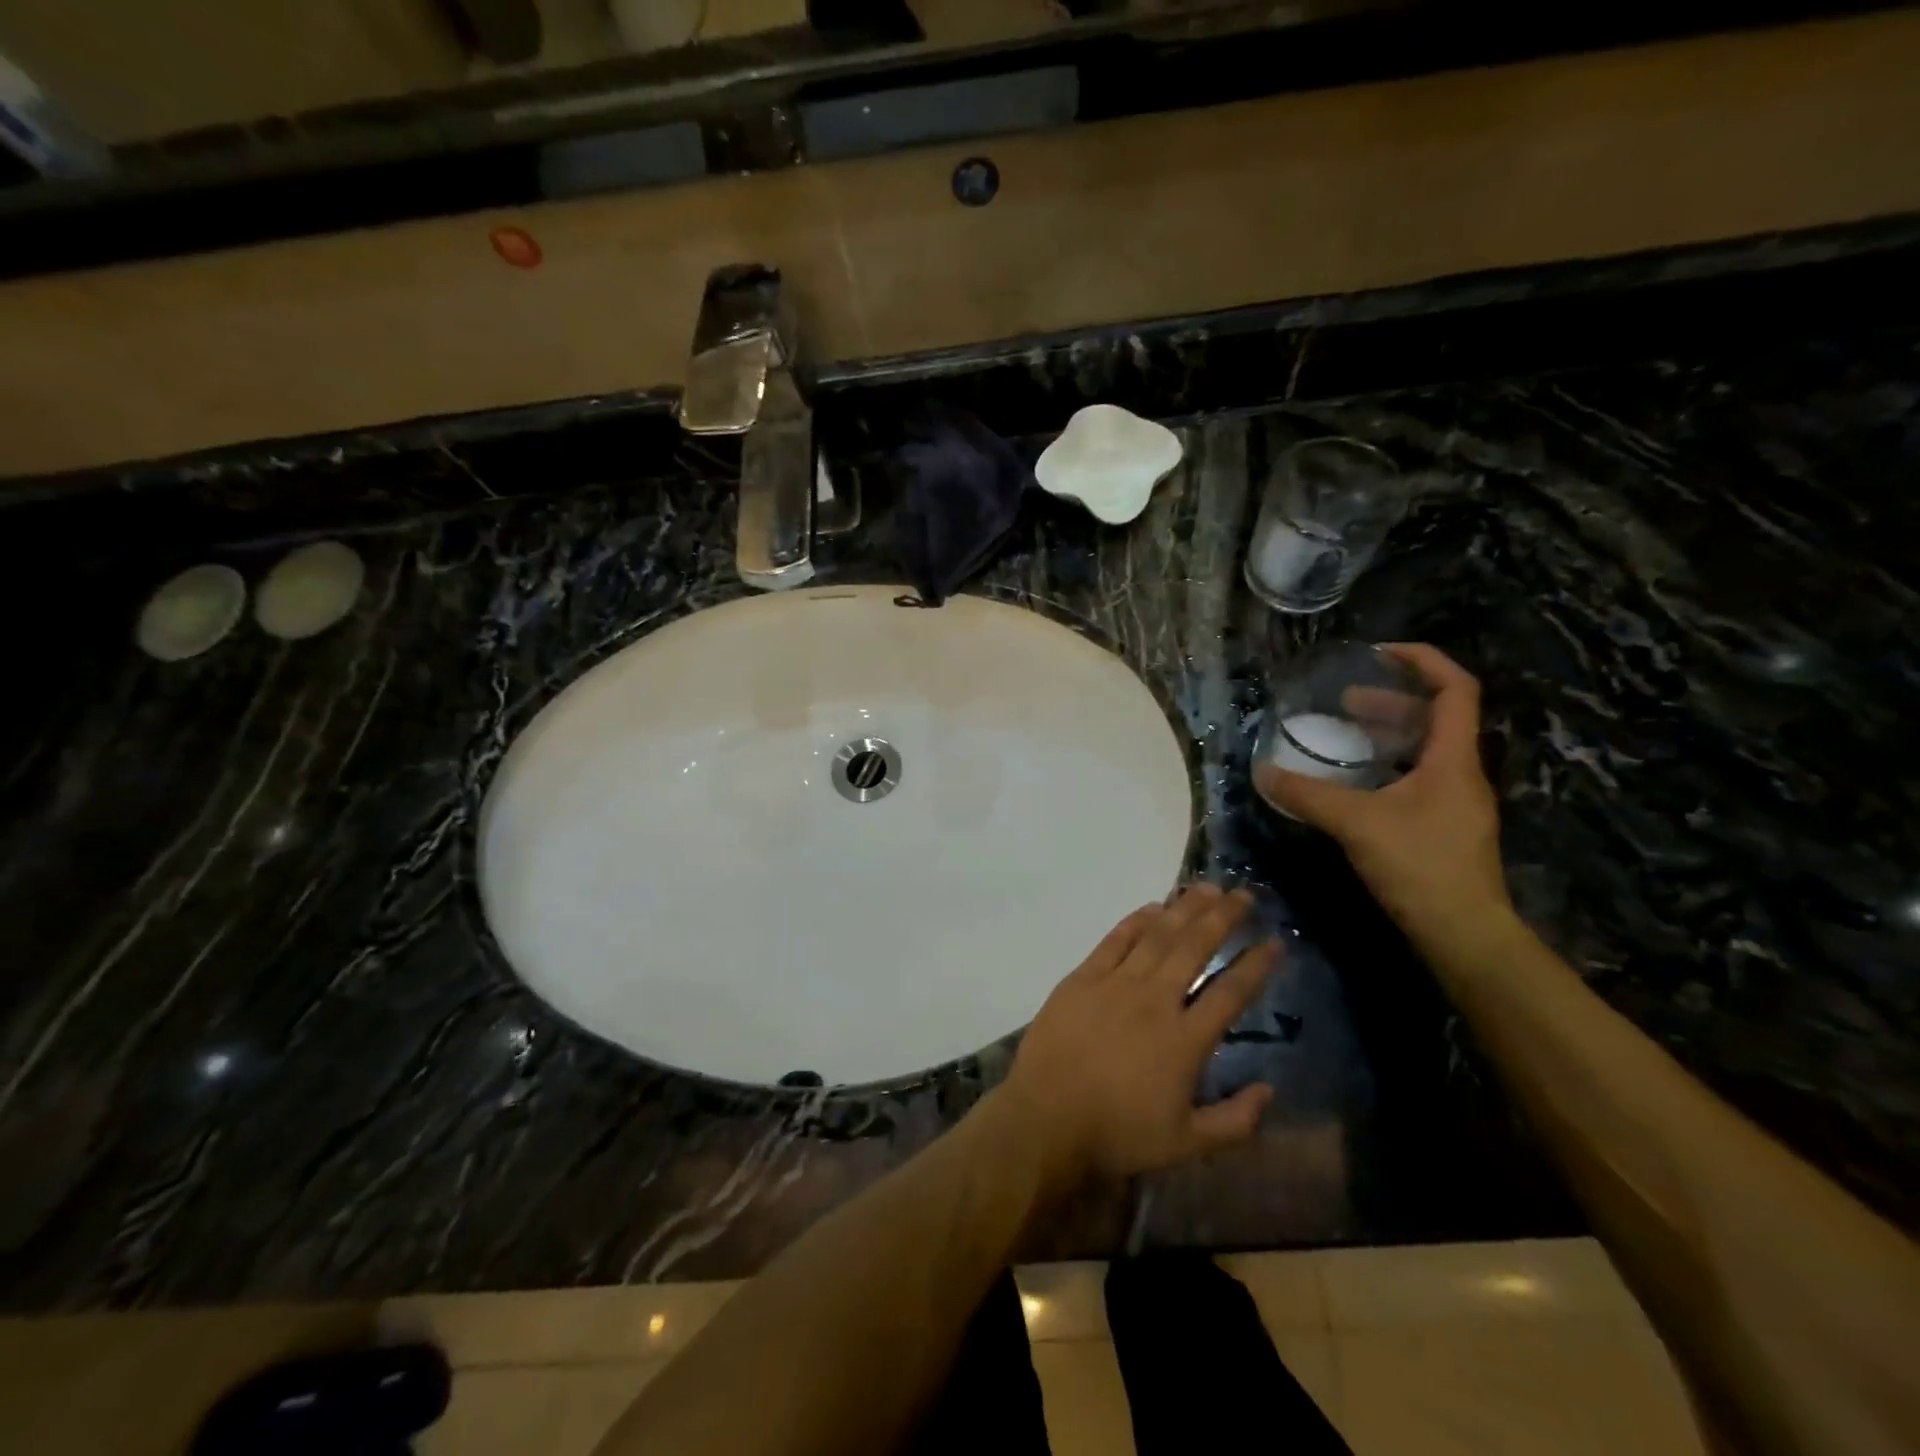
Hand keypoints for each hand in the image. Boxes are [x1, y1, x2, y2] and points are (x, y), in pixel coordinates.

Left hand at [1000, 885, 1278, 1189]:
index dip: (1255, 966)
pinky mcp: (1083, 978)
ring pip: (1157, 936)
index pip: (1230, 993)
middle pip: (1194, 948)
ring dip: (1184, 909)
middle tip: (1244, 895)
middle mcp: (1155, 1001)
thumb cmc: (1118, 1133)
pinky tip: (1152, 907)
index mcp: (1184, 1040)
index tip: (1274, 943)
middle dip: (1222, 918)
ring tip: (1206, 887)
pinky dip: (1135, 921)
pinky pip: (1114, 941)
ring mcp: (1116, 984)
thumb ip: (1236, 1121)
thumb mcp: (1187, 1144)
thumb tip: (1269, 1090)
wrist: (1047, 1118)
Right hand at [1253, 644, 1511, 943]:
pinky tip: (1355, 784)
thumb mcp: (1356, 823)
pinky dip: (1387, 768)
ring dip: (1388, 736)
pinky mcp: (1444, 828)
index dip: (1423, 661)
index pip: (1455, 689)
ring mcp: (1455, 803)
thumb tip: (1263, 772)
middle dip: (1392, 702)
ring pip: (1426, 752)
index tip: (1380, 654)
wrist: (1464, 933)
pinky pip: (1417, 779)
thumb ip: (1307, 795)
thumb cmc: (1420, 866)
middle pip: (1436, 719)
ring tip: (1345, 735)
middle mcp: (1462, 773)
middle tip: (1345, 702)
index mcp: (1453, 759)